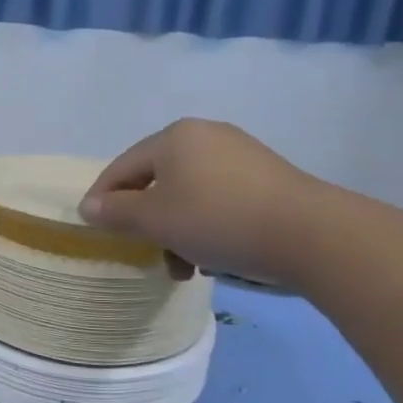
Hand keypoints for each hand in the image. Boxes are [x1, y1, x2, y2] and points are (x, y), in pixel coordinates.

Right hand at [80, 118, 342, 287]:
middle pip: (156, 181)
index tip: (95, 230)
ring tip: (185, 266)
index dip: (103, 199)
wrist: (313, 235)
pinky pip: (219, 200)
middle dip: (147, 222)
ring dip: (177, 231)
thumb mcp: (155, 220)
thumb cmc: (218, 220)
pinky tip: (215, 256)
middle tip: (145, 252)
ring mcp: (241, 155)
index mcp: (174, 137)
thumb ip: (116, 212)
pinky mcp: (268, 179)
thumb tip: (89, 206)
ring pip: (188, 195)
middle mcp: (206, 136)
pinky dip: (207, 226)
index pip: (122, 167)